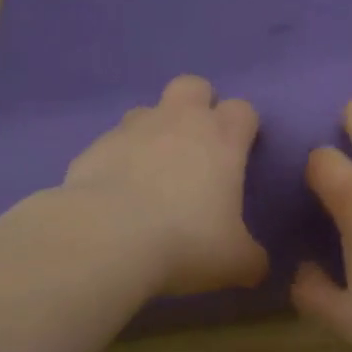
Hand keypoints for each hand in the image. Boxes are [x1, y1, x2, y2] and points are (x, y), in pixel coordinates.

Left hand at [62, 75, 268, 296]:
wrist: (106, 239)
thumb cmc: (186, 242)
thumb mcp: (235, 262)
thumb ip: (251, 259)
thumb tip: (257, 266)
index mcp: (222, 139)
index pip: (243, 109)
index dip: (244, 126)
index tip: (241, 152)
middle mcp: (179, 121)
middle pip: (194, 85)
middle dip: (199, 105)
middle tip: (198, 145)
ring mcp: (132, 129)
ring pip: (148, 109)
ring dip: (155, 130)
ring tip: (153, 170)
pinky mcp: (94, 146)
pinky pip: (112, 142)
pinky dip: (119, 158)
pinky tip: (117, 192)